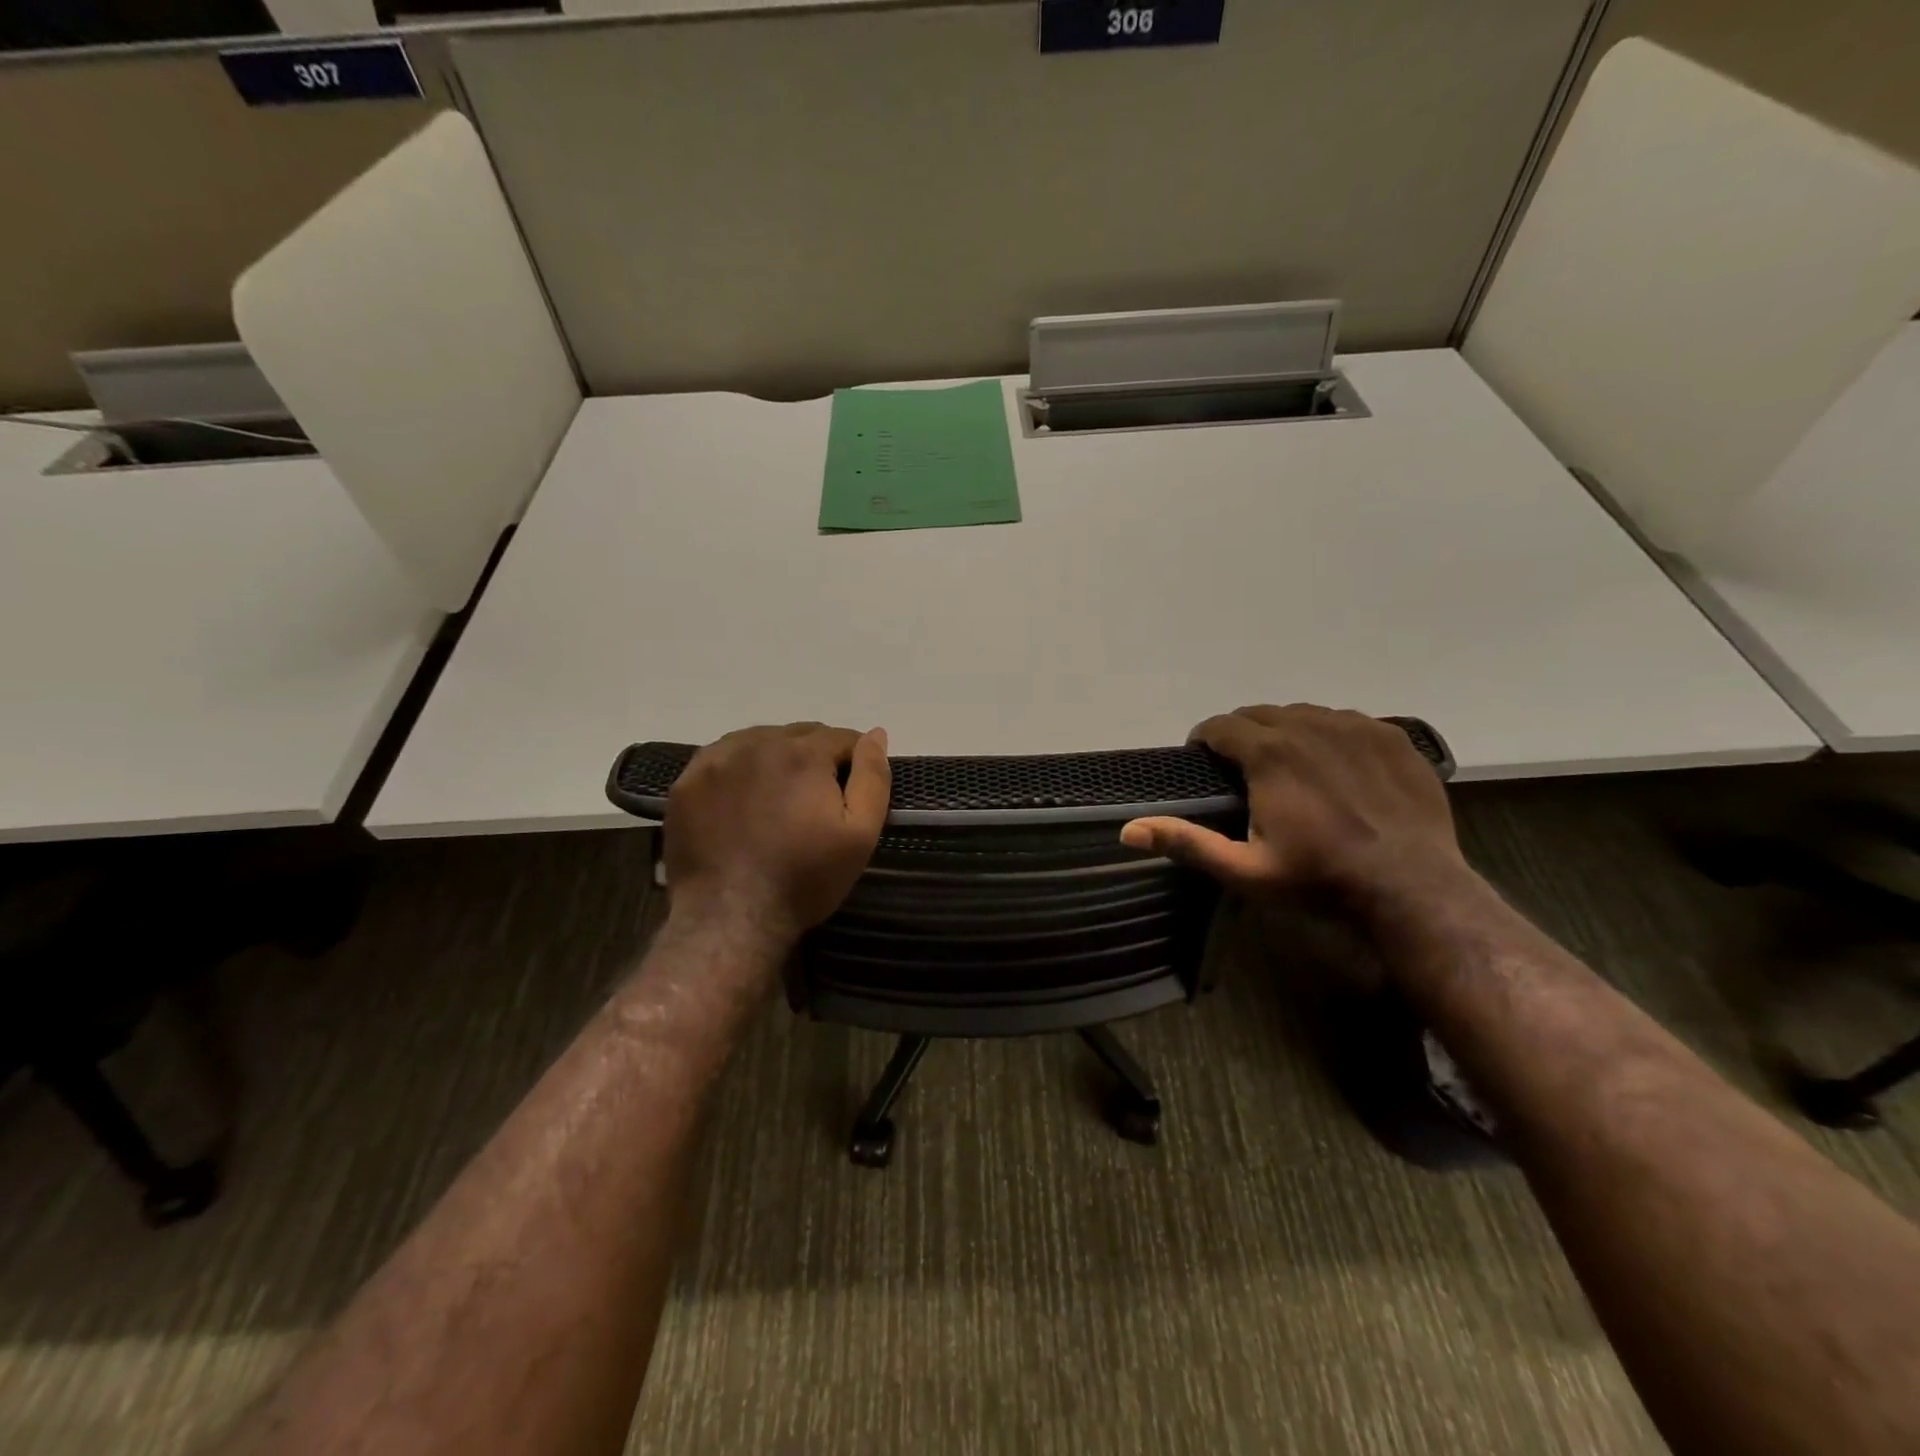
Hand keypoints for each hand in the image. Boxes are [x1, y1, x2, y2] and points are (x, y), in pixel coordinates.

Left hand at [663, 723, 890, 950]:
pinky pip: (723, 756)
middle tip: (816, 799)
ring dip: (777, 758)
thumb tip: (876, 734)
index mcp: (804, 753)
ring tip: (779, 798)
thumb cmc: (804, 878)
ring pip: (760, 740)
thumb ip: (873, 778)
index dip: (853, 761)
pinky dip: (739, 767)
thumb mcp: (860, 834)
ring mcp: (717, 760)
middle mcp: (758, 743)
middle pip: (800, 734)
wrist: (730, 918)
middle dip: (816, 757)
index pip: (841, 737)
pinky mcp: (687, 782)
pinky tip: (743, 797)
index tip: (851, 791)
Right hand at [1120, 704, 1465, 901]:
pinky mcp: (1392, 737)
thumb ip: (1186, 842)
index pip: (1221, 726)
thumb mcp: (1244, 870)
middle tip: (1242, 769)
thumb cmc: (1319, 879)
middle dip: (1241, 734)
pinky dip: (1329, 735)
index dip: (1204, 740)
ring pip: (1303, 714)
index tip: (1201, 760)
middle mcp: (1310, 726)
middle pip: (1260, 714)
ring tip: (1287, 766)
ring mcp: (1356, 727)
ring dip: (1284, 732)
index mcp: (1270, 753)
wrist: (1414, 889)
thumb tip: (1127, 831)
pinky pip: (1346, 721)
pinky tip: (1334, 767)